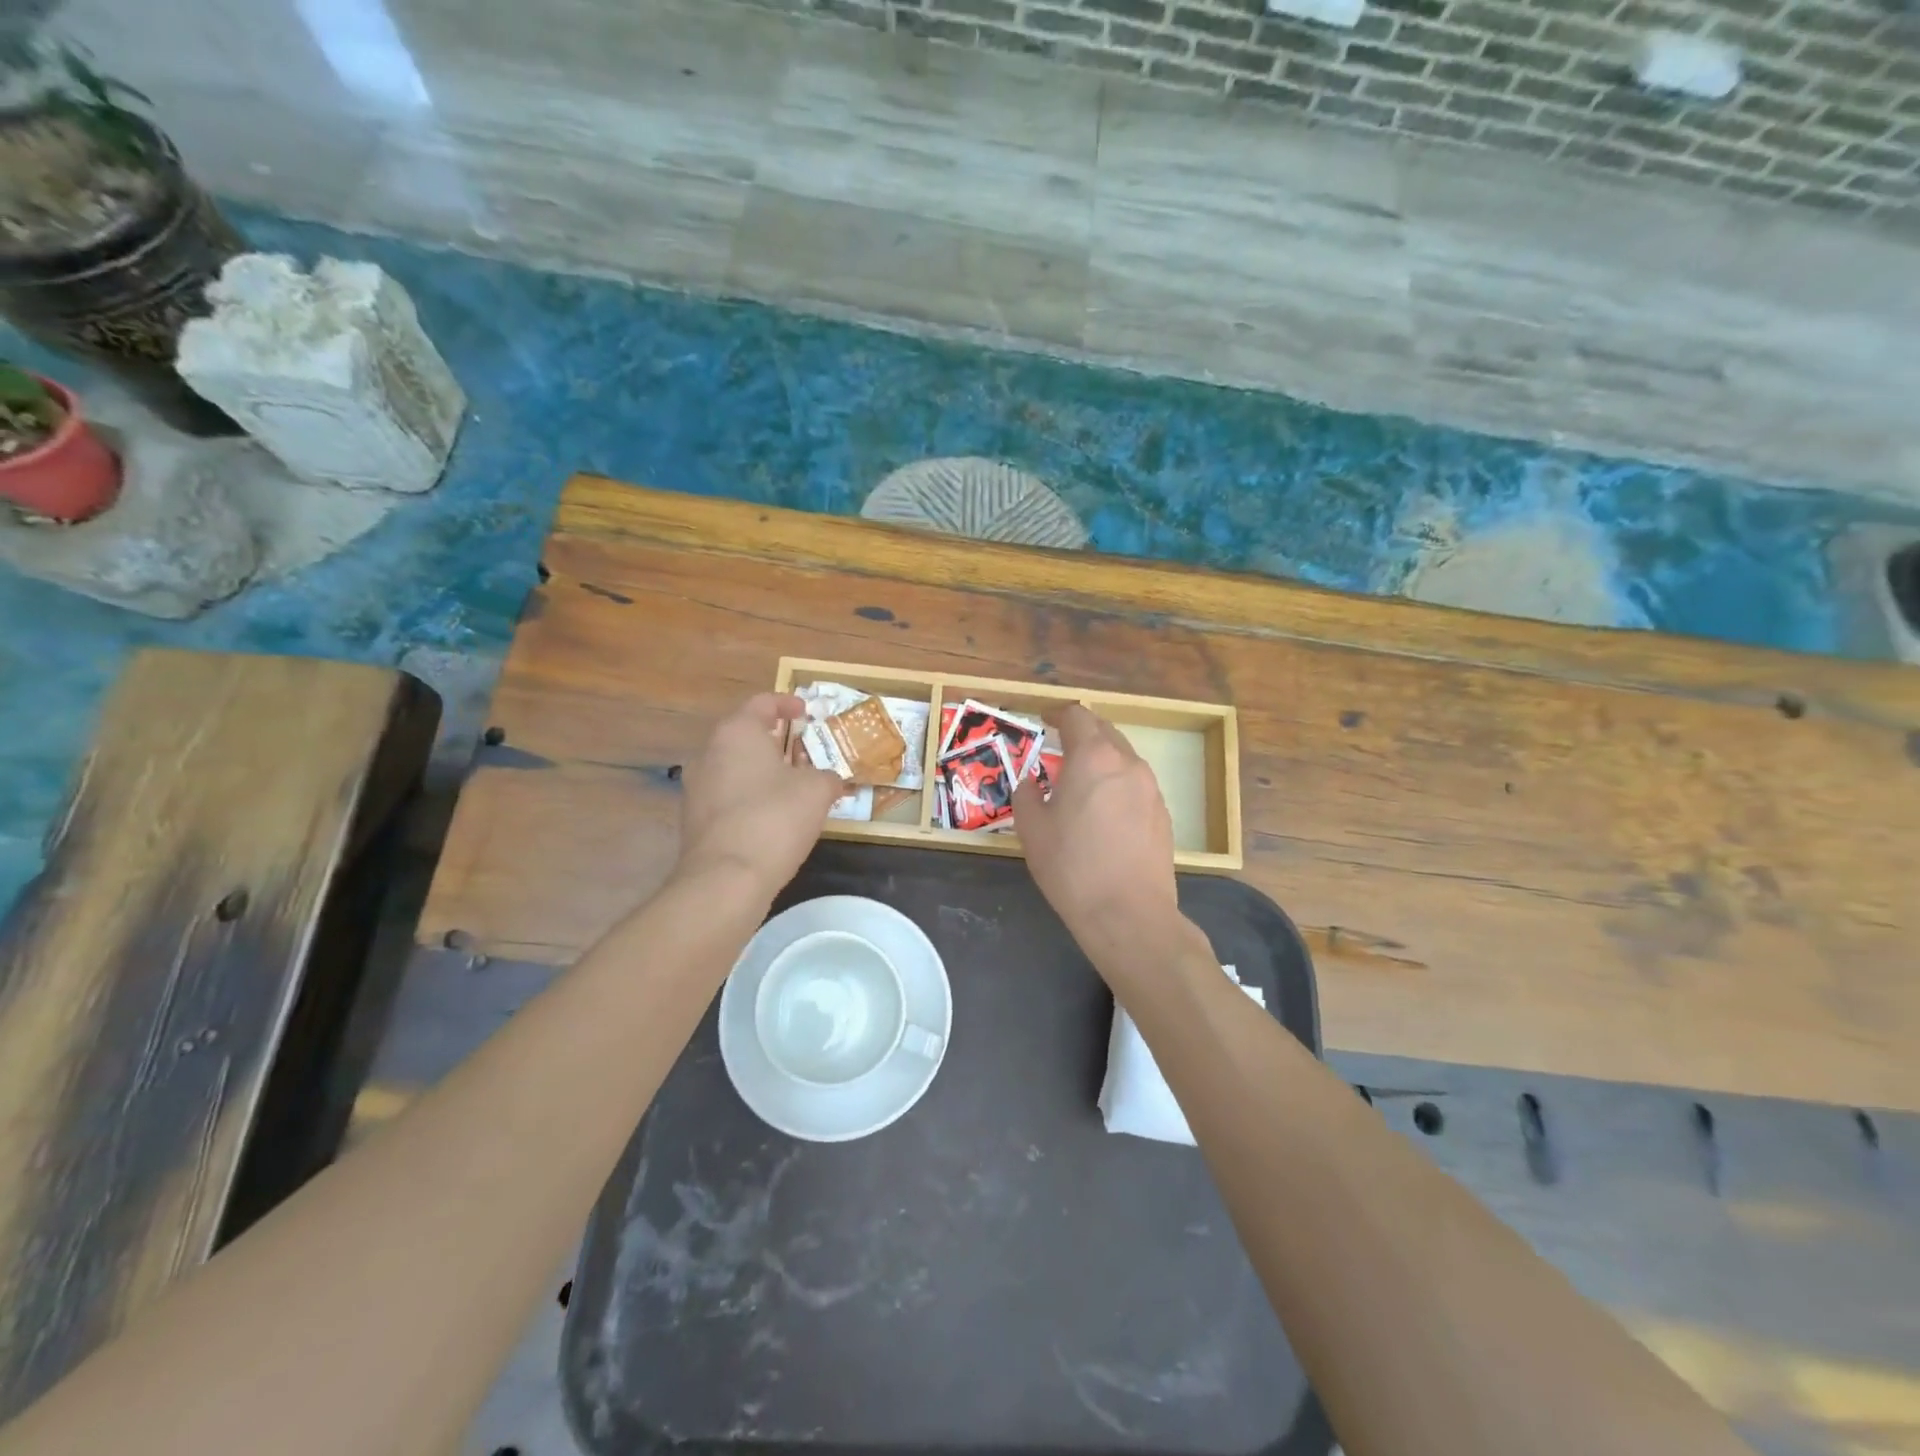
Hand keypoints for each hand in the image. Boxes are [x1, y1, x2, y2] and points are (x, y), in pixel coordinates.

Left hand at [677, 693, 844, 896]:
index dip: (787, 703)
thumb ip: (828, 777)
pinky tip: (772, 818)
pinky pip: (727, 797)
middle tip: (803, 751)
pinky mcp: (693, 820)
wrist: (726, 878)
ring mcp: (696, 787)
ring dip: (761, 771)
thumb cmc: (775, 818)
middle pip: (744, 735)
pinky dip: (749, 798)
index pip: (762, 702)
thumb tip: (831, 781)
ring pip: (734, 767)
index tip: (806, 712)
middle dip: (774, 741)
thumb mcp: (817, 791)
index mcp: (737, 732)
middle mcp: (709, 752)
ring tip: (791, 786)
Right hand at [1013, 705, 1179, 945]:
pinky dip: (1117, 783)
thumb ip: (1026, 794)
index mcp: (1093, 758)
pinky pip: (1135, 784)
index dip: (1057, 713)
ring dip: (1101, 758)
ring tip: (1080, 780)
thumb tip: (1031, 782)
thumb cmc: (1071, 866)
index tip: (1043, 719)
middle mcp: (1127, 763)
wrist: (1128, 913)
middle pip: (1104, 730)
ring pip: (1123, 757)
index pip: (1077, 716)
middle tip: (1059, 746)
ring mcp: (1151, 788)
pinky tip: (1103, 811)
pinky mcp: (1163, 814)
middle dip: (1081, 732)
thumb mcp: (1032, 829)